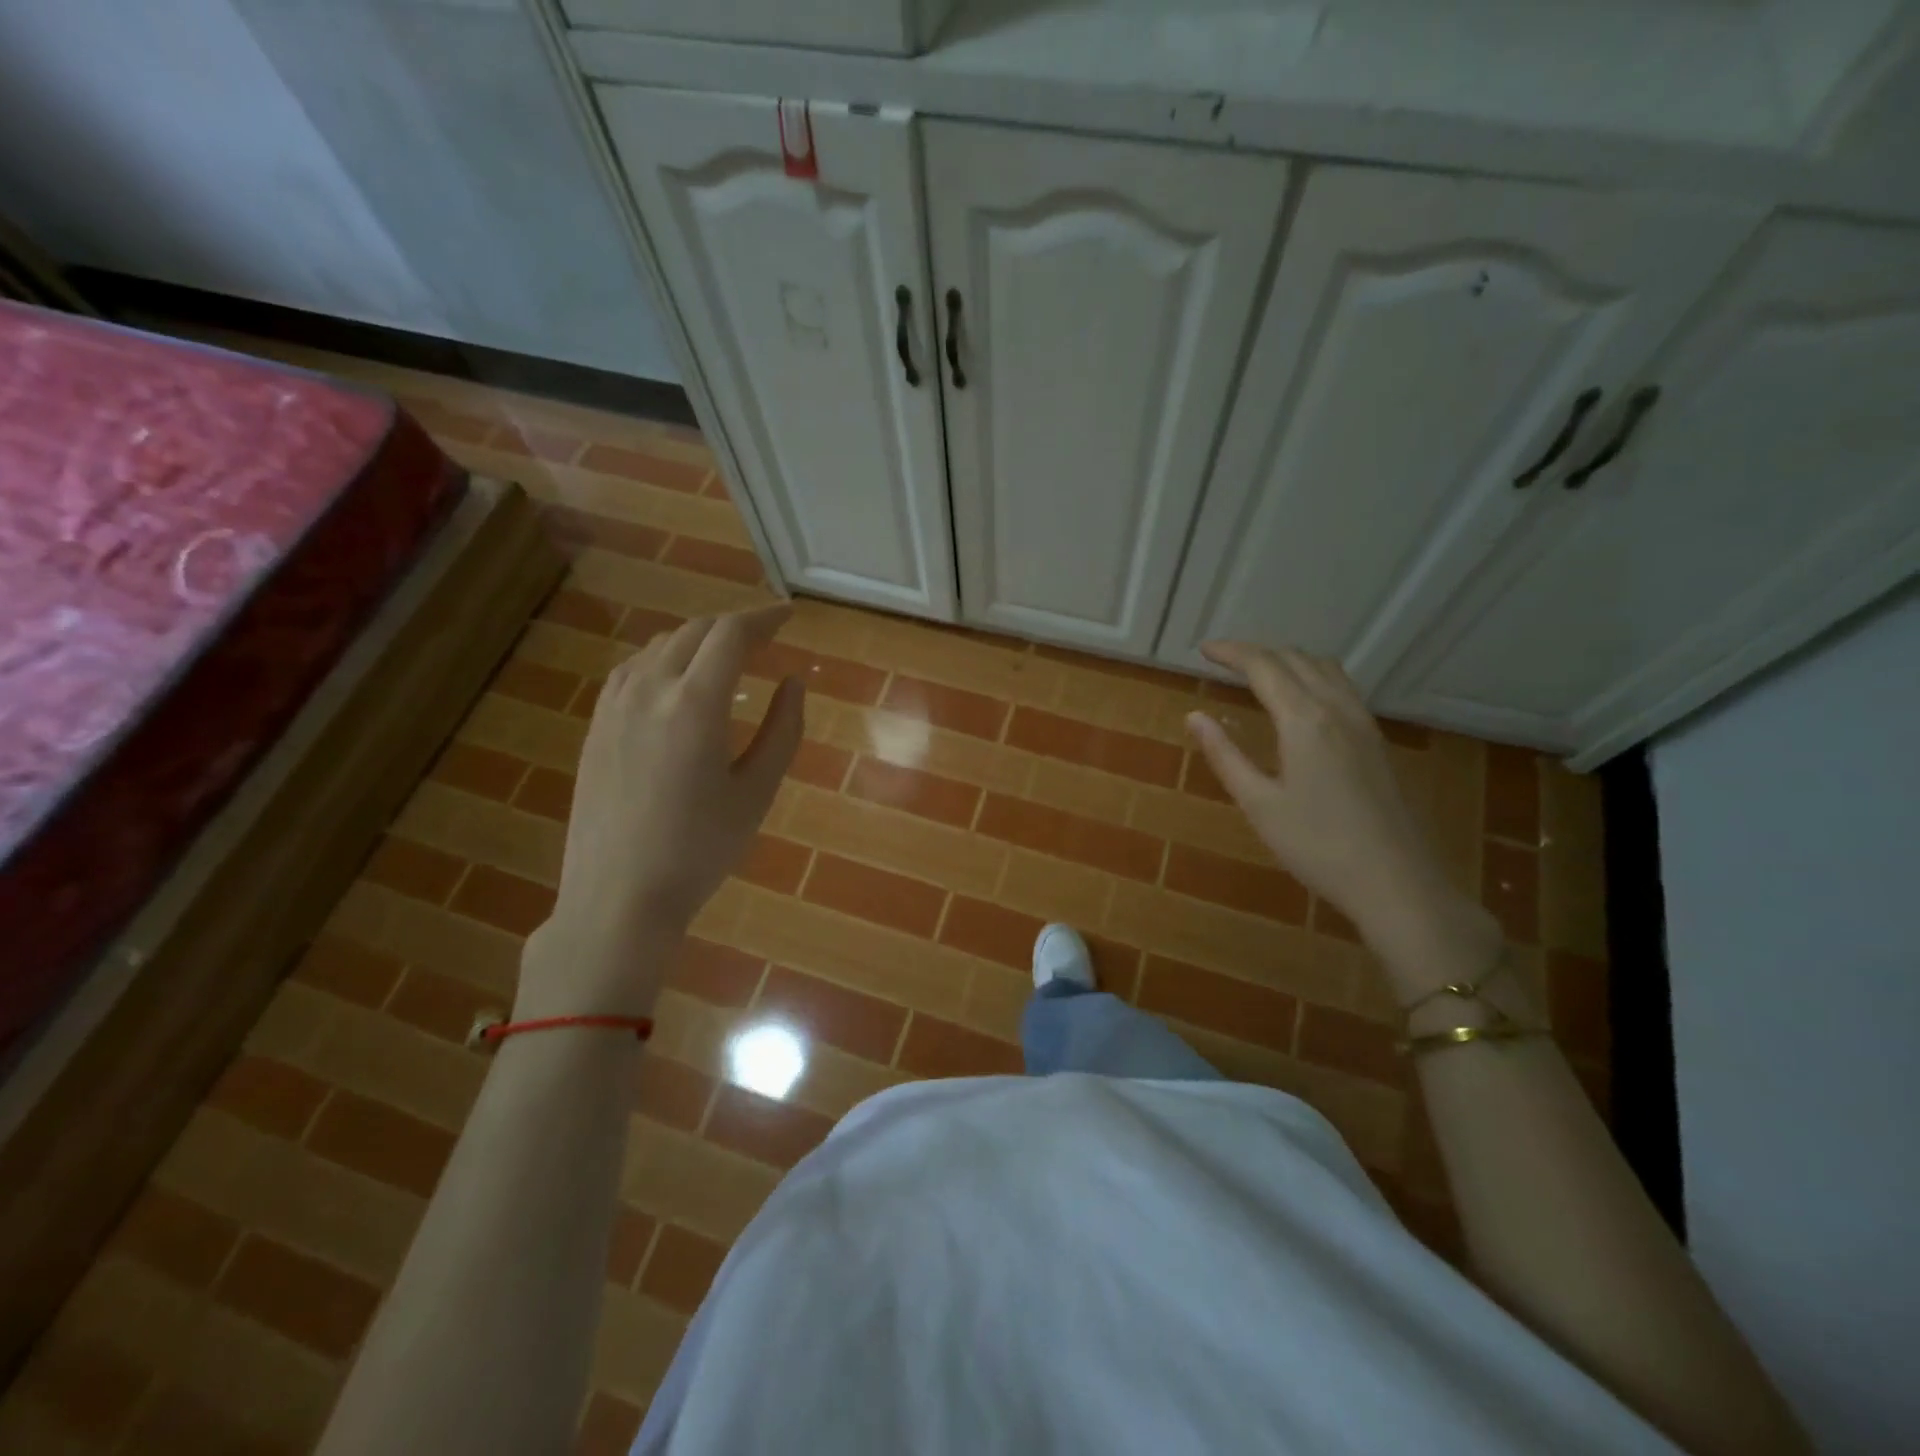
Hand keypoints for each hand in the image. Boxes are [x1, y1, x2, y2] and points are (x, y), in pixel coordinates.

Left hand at [523, 607, 802, 1018]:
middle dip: (735, 625)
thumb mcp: (757, 791)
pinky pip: (633, 669)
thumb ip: (783, 729)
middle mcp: (649, 690)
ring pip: (660, 646)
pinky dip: (664, 658)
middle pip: (695, 631)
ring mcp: (614, 706)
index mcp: (694, 704)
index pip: (731, 634)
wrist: (618, 897)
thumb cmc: (701, 849)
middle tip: (766, 636)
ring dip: (698, 640)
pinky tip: (676, 681)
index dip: (764, 617)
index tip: (789, 615)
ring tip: (727, 656)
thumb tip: (794, 681)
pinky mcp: (595, 726)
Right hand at [1185, 642, 1498, 996]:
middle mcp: (1336, 709)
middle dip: (1257, 652)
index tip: (1203, 649)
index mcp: (1304, 720)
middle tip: (1223, 660)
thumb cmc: (1317, 846)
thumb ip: (1225, 755)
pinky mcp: (1377, 741)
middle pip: (1295, 659)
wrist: (1395, 881)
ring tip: (1259, 672)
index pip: (1263, 666)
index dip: (1231, 652)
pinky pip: (1342, 687)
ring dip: (1289, 659)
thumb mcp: (1259, 804)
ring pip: (1325, 668)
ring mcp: (1363, 723)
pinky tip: (1302, 700)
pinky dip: (1313, 676)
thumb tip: (1194, 716)